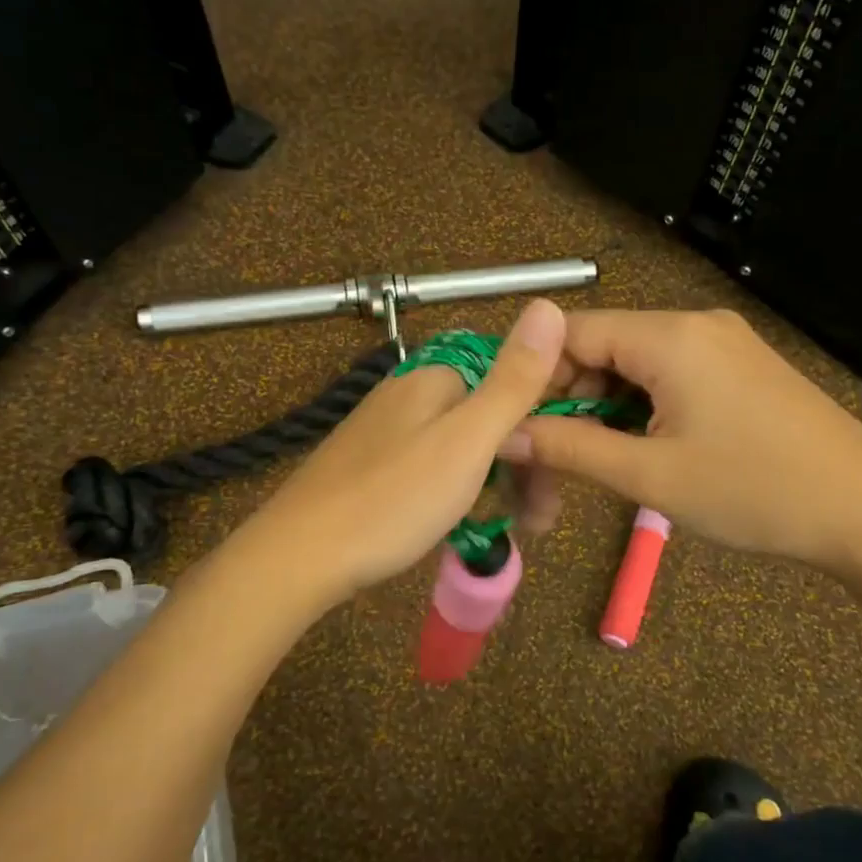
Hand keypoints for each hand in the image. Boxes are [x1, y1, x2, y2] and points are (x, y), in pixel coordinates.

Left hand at [244, 299, 566, 606]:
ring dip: (499, 483)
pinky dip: (462, 491)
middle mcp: (411, 393)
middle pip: (489, 417)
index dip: (546, 423)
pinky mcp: (374, 465)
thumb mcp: (467, 441)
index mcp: (436, 378)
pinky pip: (436, 467)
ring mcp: (389, 430)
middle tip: (541, 519)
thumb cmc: (393, 499)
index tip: (562, 475)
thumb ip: (513, 380)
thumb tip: (550, 305)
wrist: (300, 556)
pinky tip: (468, 522)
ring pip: (465, 447)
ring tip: (517, 528)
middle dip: (524, 464)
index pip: (512, 380)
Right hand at [501, 308, 861, 580]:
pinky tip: (642, 447)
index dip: (534, 375)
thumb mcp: (650, 476)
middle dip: (570, 397)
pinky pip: (670, 375)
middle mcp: (695, 324)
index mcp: (670, 337)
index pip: (572, 332)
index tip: (514, 425)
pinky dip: (642, 407)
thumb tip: (504, 437)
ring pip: (635, 364)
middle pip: (603, 346)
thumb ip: (570, 449)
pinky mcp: (741, 368)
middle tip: (553, 457)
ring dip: (605, 407)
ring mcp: (723, 344)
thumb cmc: (755, 492)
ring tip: (597, 460)